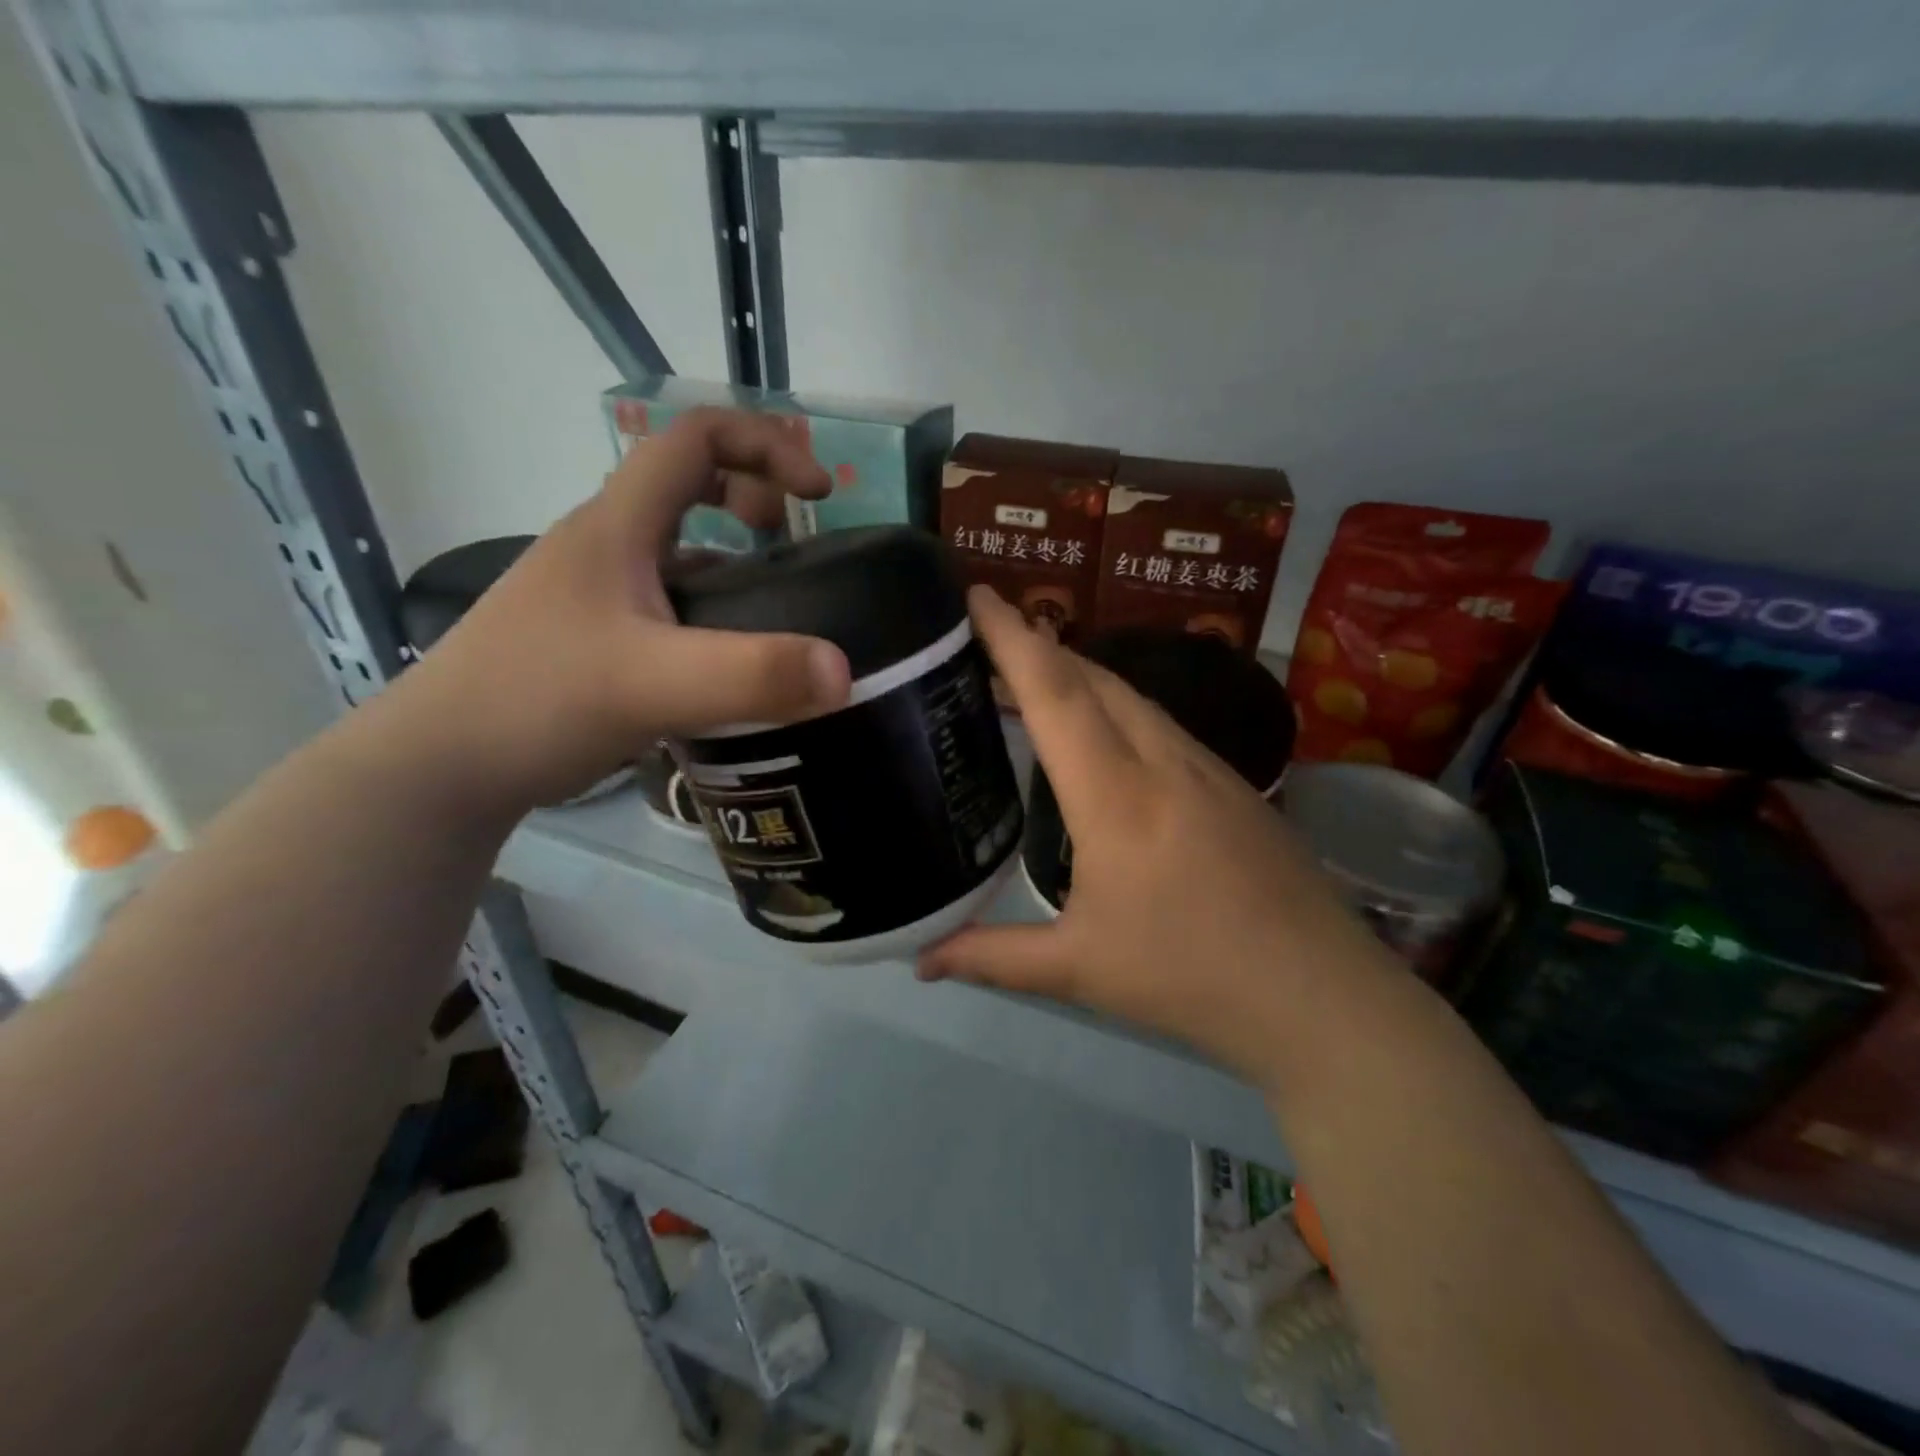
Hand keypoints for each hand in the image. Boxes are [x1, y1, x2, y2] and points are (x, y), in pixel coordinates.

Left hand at [385, 409, 851, 812]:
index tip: (819, 494)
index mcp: (617, 525)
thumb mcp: (653, 684)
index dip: (765, 445)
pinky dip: (711, 609)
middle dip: (754, 495)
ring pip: (677, 548)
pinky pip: (668, 600)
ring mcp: (597, 593)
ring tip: (777, 605)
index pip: (694, 437)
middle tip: (796, 543)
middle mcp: (606, 545)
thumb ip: (752, 676)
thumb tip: (844, 672)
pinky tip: (729, 660)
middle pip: (687, 483)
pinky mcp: (596, 637)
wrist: (443, 767)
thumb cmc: (537, 701)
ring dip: (733, 557)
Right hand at [919, 588, 1396, 1082]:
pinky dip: (1116, 705)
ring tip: (1035, 677)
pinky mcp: (1234, 783)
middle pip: (1094, 678)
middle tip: (988, 636)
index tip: (976, 594)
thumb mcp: (1079, 970)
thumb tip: (919, 961)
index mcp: (1116, 796)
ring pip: (1132, 695)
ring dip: (1079, 673)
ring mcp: (1207, 767)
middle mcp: (1162, 761)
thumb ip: (992, 957)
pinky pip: (1161, 722)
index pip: (1056, 694)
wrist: (1321, 996)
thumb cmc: (1190, 978)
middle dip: (1038, 645)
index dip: (1012, 638)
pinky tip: (1105, 735)